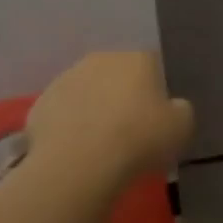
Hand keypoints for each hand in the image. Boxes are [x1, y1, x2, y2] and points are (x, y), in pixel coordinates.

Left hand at [23, 52, 193, 189]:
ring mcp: (66, 79)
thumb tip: (172, 107)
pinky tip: (76, 151)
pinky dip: (69, 127)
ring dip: (94, 108)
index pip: (154, 65)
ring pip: (87, 91)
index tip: (159, 115)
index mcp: (138, 58)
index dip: (158, 90)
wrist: (79, 164)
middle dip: (123, 95)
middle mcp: (101, 59)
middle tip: (131, 128)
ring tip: (100, 143)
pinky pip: (62, 113)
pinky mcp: (40, 104)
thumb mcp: (182, 126)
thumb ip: (180, 109)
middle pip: (117, 75)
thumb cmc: (139, 139)